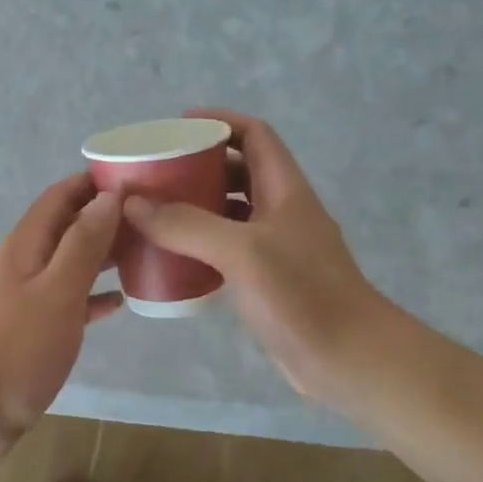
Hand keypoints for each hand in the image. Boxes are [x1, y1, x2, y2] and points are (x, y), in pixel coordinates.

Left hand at [0, 174, 123, 437]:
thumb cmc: (17, 348)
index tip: (135, 178)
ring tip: (144, 252)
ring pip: (69, 263)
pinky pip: (68, 301)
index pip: (60, 196)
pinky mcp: (30, 330)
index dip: (93, 183)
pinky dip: (92, 295)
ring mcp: (25, 298)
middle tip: (151, 218)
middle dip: (104, 218)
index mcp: (26, 245)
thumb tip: (108, 196)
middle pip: (66, 227)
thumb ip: (83, 243)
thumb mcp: (57, 291)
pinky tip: (118, 302)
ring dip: (102, 255)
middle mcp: (24, 264)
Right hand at [122, 110, 414, 410]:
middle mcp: (282, 212)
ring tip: (154, 211)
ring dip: (196, 207)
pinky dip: (201, 246)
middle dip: (199, 166)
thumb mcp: (242, 252)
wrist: (350, 360)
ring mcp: (276, 247)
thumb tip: (132, 202)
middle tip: (155, 173)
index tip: (178, 126)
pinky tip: (172, 257)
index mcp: (285, 190)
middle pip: (239, 172)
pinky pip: (227, 250)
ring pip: (231, 213)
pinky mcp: (267, 281)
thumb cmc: (303, 295)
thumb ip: (187, 225)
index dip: (220, 122)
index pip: (255, 135)